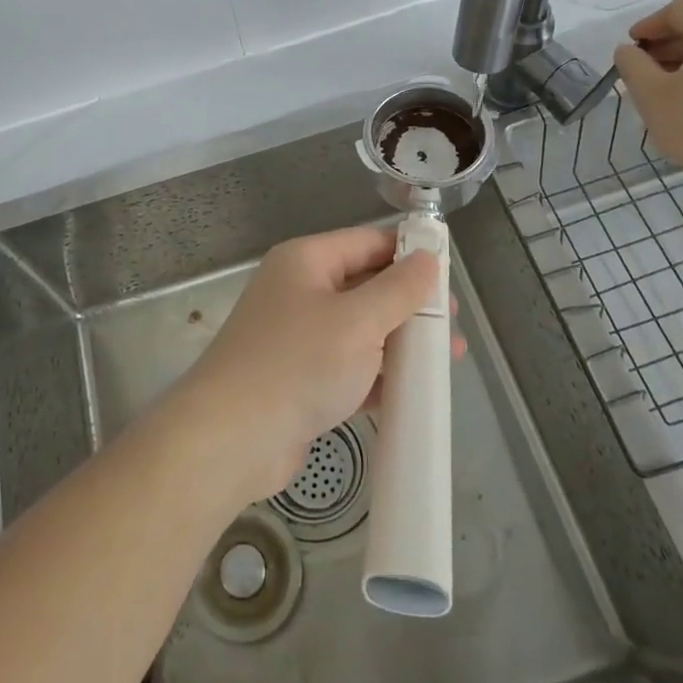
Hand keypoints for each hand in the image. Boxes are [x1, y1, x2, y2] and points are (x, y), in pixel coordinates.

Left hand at [173, 227, 439, 505]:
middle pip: (366, 286)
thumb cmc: (298, 364)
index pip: (368, 242)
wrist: (230, 439)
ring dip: (400, 344)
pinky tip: (413, 394)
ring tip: (444, 362)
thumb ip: (398, 289)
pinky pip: (348, 366)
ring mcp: (297, 336)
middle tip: (452, 327)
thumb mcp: (358, 321)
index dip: (410, 255)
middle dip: (410, 306)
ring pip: (360, 330)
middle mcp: (300, 290)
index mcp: (307, 261)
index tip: (450, 278)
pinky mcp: (299, 378)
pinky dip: (377, 376)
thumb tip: (427, 258)